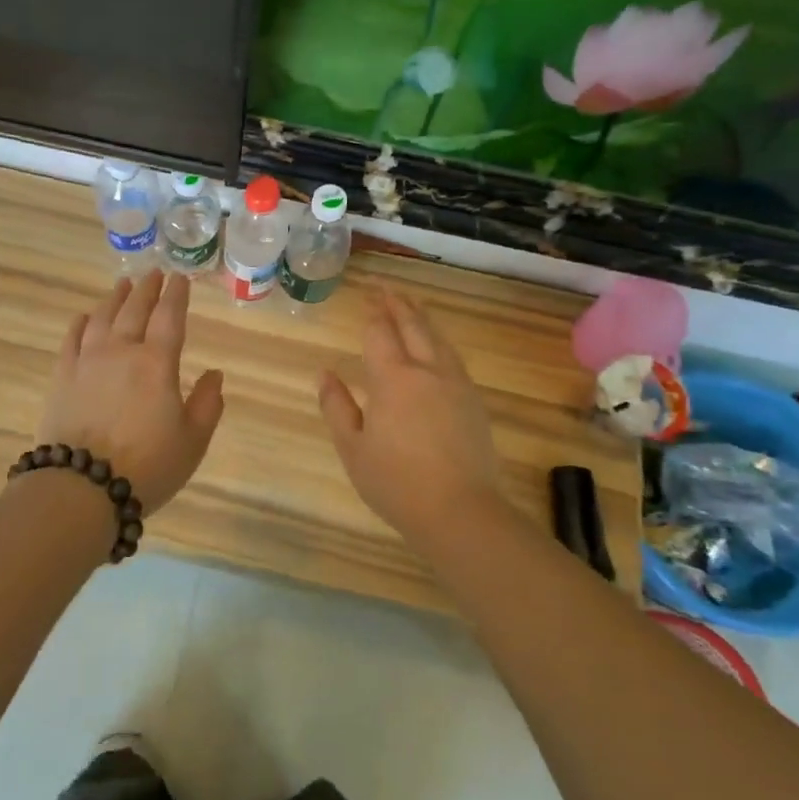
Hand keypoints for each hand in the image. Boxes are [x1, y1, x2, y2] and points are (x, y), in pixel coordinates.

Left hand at [37, 271, 226, 515]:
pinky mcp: (62, 377)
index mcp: (157, 363)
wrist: (81, 487)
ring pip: (102, 318)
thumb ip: (208, 404)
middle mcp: (121, 351)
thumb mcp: (193, 441)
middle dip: (147, 289)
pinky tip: (84, 317)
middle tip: (153, 274)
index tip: (180, 278)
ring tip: (122, 286)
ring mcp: (87, 361)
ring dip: (115, 299)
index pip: (169, 317)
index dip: (176, 295)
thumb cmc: (147, 466)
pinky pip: (71, 340)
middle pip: (135, 309)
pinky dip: (80, 323)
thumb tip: (214, 374)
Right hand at [318, 292, 512, 539]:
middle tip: (387, 288)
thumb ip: (337, 406)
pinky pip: (453, 357)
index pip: (380, 333)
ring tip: (412, 306)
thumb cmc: (396, 483)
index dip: (373, 312)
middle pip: (413, 326)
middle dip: (398, 304)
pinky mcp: (474, 401)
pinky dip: (439, 341)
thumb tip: (324, 373)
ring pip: (438, 339)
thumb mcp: (353, 449)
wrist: (460, 511)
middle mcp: (428, 371)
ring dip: (422, 318)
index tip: (367, 296)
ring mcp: (456, 385)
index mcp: (393, 379)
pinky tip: (436, 347)